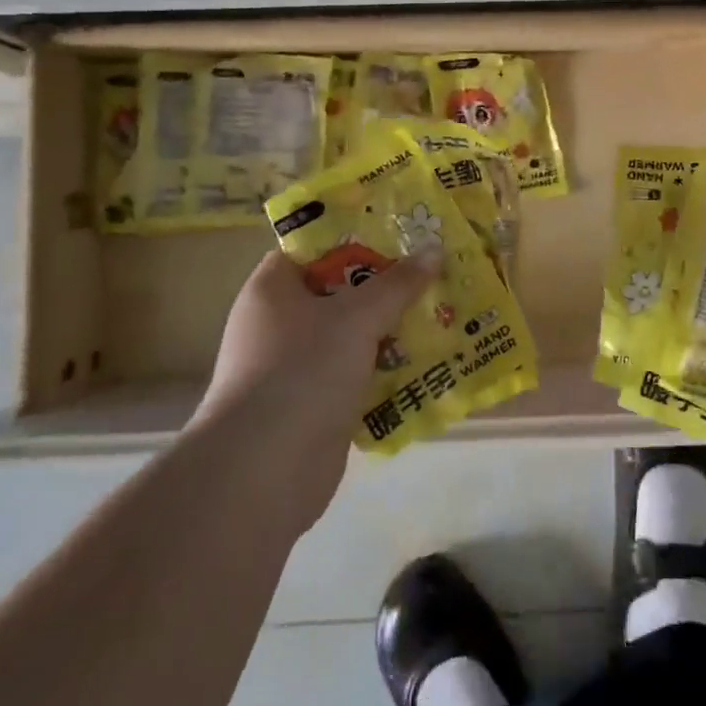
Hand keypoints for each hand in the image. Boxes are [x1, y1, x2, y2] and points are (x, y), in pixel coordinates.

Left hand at [193, 249, 441, 532]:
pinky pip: (357, 373)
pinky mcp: (314, 405)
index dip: (355, 236)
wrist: (263, 473)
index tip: (401, 231)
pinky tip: (428, 361)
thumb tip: (434, 249)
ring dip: (392, 328)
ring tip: (442, 312)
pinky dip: (386, 368)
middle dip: (386, 284)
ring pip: (352, 335)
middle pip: (339, 291)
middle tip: (433, 270)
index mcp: (273, 288)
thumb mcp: (356, 318)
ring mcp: (295, 367)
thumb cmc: (301, 372)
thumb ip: (397, 283)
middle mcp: (279, 323)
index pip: (313, 247)